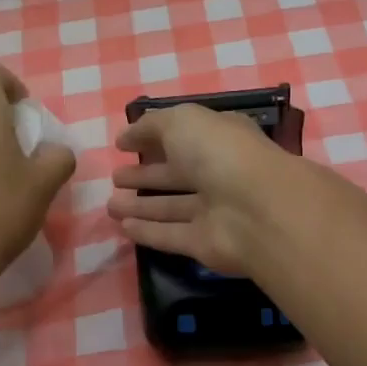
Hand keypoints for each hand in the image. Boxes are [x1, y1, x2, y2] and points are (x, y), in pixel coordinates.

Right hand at [106, 103, 294, 274]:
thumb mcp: (182, 121)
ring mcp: (215, 210)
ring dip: (141, 205)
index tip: (123, 144)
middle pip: (177, 174)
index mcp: (221, 138)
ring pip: (172, 206)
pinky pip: (172, 235)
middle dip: (146, 174)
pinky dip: (149, 232)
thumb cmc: (219, 153)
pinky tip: (123, 227)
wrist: (255, 210)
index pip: (186, 135)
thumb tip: (126, 136)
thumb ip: (152, 125)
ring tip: (110, 204)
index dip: (155, 137)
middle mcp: (220, 173)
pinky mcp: (206, 244)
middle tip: (115, 177)